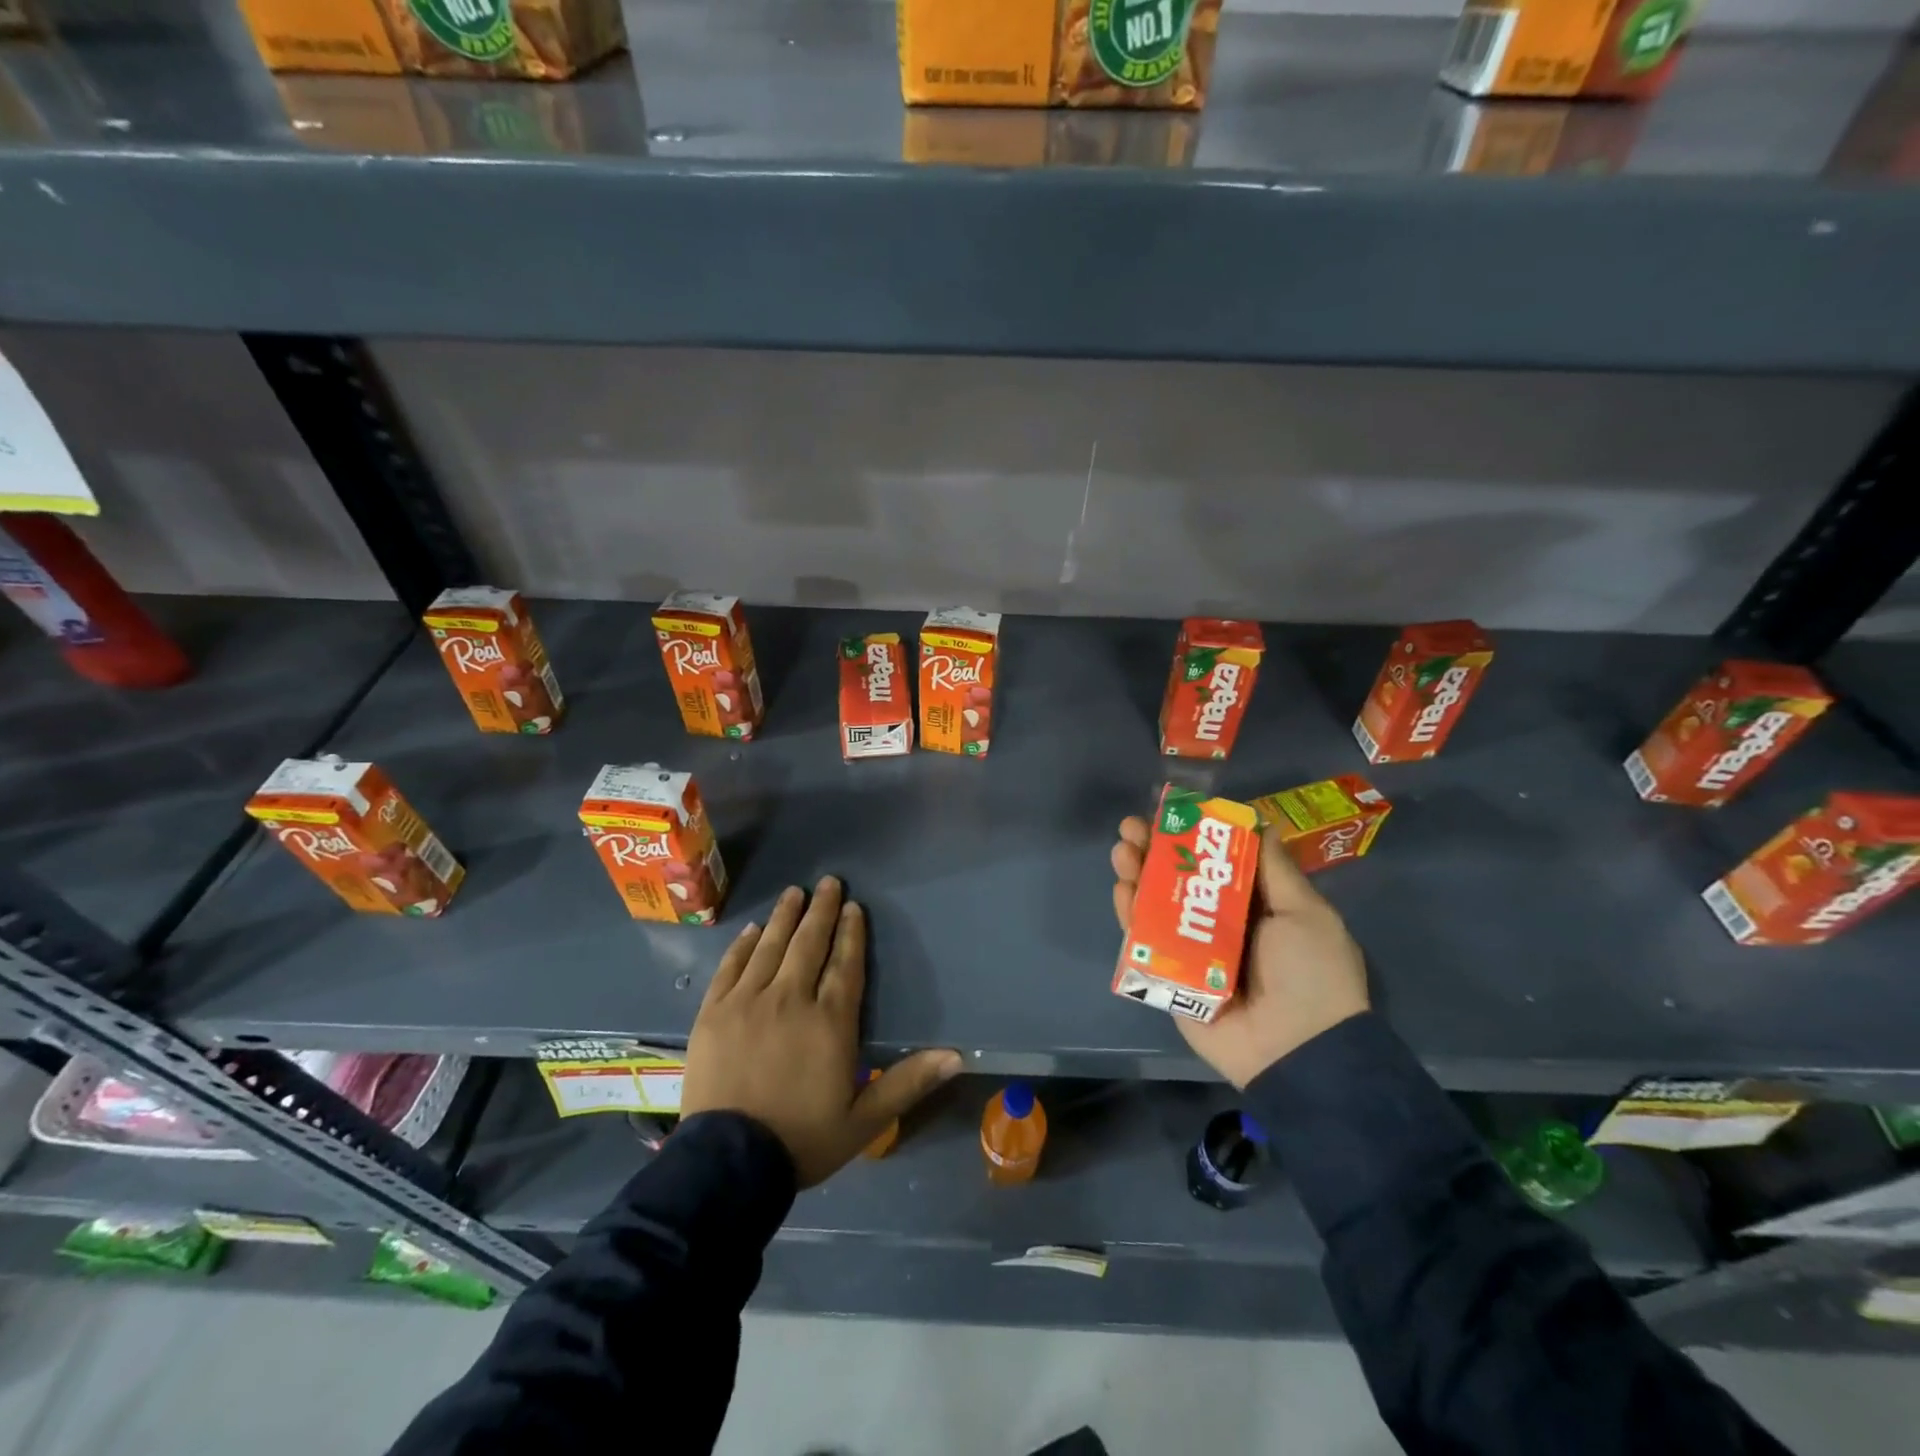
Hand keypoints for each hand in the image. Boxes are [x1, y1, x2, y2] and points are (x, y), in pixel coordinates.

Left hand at [682, 876, 961, 1187]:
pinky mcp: (713, 1012)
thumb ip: (908, 1082)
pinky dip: (744, 946)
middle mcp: (790, 999)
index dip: (851, 933)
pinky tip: (753, 930)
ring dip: (784, 916)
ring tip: (794, 892)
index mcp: (830, 1021)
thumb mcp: (864, 1120)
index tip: (853, 906)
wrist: (728, 1165)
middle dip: (821, 910)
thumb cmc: (802, 1140)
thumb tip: (956, 1055)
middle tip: (828, 882)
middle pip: (809, 944)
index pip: (844, 964)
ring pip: (770, 947)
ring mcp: (748, 1002)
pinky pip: (731, 967)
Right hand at [1111, 817, 1368, 1087]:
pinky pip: (1145, 941)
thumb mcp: (1306, 912)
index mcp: (1255, 906)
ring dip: (1137, 873)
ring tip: (1122, 849)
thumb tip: (1256, 821)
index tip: (1171, 810)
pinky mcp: (1169, 976)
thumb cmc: (1310, 973)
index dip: (1193, 834)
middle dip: (1155, 849)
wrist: (1299, 1051)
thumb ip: (1275, 869)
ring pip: (1157, 904)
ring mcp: (1191, 950)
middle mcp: (1220, 923)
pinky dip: (1130, 914)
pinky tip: (1122, 888)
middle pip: (1179, 878)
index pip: (1216, 861)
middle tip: (1132, 826)